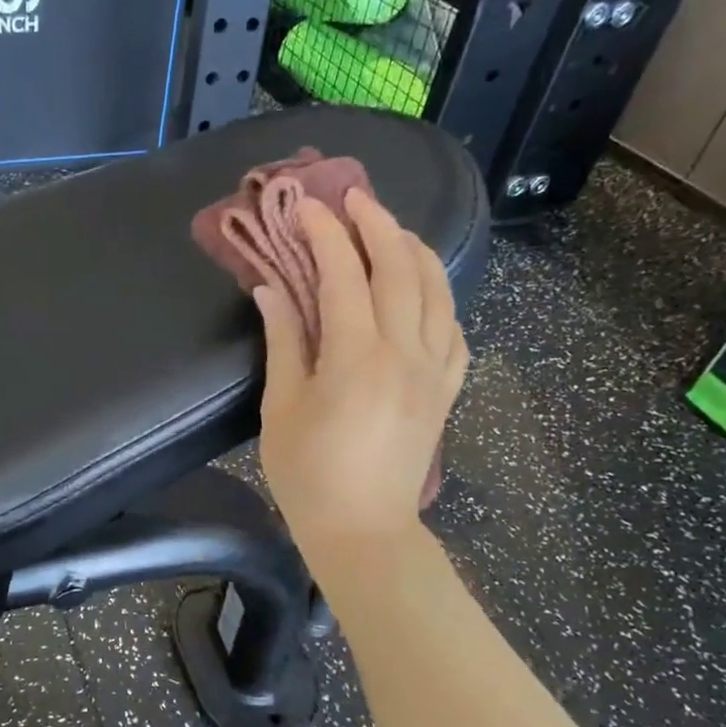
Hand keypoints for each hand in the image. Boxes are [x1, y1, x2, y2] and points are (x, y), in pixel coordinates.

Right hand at [255, 187, 467, 554]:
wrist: (364, 530)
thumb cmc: (309, 474)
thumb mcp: (281, 408)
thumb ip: (283, 341)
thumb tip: (272, 290)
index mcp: (356, 356)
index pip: (344, 275)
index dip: (325, 234)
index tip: (305, 206)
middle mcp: (404, 352)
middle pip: (399, 268)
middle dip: (376, 223)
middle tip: (353, 196)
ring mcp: (434, 369)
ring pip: (437, 290)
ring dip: (413, 249)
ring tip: (390, 228)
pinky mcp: (446, 388)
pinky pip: (453, 328)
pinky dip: (439, 296)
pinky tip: (423, 289)